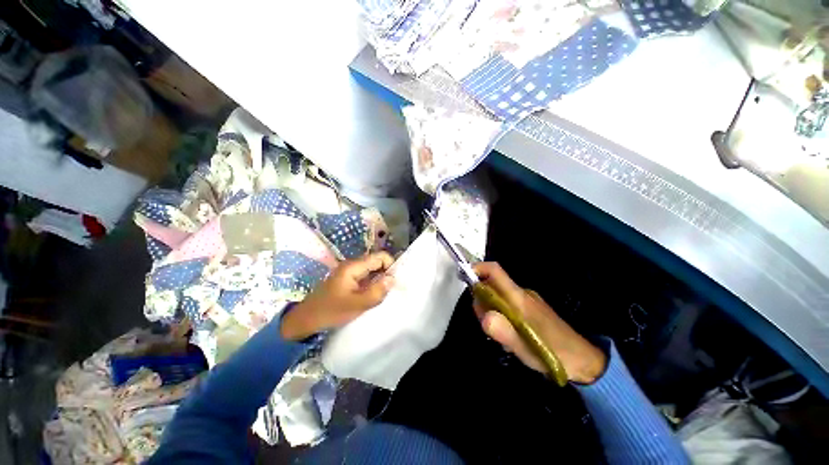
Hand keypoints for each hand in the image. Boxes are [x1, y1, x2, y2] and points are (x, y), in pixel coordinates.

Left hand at [280, 252, 394, 340]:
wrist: (306, 319)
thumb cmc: (330, 311)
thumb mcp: (357, 304)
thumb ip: (377, 291)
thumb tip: (393, 279)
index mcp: (353, 267)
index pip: (380, 257)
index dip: (390, 266)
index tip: (394, 282)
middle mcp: (352, 265)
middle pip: (376, 262)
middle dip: (386, 273)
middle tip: (389, 290)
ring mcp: (349, 272)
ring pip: (372, 270)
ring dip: (380, 279)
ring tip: (383, 293)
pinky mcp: (348, 280)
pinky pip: (366, 277)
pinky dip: (373, 283)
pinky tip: (373, 295)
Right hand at [472, 262, 606, 383]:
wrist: (583, 360)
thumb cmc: (553, 353)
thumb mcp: (525, 347)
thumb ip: (503, 332)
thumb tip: (484, 316)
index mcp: (518, 297)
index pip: (495, 271)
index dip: (477, 268)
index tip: (464, 277)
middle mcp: (521, 293)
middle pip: (492, 284)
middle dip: (481, 298)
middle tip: (485, 322)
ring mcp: (526, 300)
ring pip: (498, 295)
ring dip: (490, 309)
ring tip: (500, 333)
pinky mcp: (530, 308)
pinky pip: (507, 303)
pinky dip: (500, 313)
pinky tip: (508, 333)